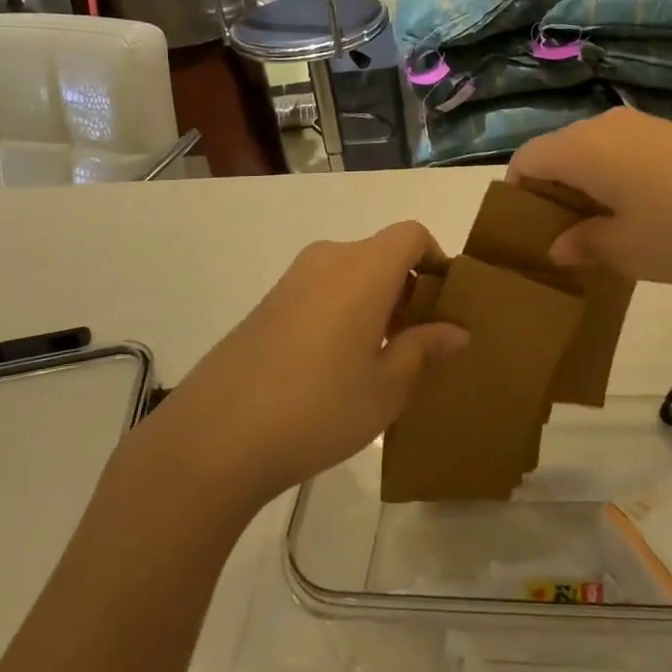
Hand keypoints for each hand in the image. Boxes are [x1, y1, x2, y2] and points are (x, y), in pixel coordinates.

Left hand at [150, 223, 468, 506]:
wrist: (215, 437)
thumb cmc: (319, 407)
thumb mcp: (386, 387)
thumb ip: (423, 349)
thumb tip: (455, 331)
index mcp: (364, 269)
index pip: (411, 235)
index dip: (436, 258)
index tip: (445, 302)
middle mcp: (328, 260)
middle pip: (381, 253)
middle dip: (408, 287)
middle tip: (419, 340)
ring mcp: (292, 280)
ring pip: (351, 273)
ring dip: (375, 301)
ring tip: (381, 358)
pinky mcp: (267, 303)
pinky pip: (322, 290)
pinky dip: (344, 310)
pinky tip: (337, 365)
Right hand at [507, 108, 671, 283]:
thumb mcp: (628, 250)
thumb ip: (584, 245)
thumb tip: (558, 246)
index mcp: (582, 149)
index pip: (525, 161)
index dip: (516, 196)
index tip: (528, 234)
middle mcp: (603, 126)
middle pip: (557, 154)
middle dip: (551, 195)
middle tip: (563, 241)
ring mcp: (640, 126)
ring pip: (590, 153)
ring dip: (585, 189)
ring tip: (601, 232)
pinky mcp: (670, 133)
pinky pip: (621, 153)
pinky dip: (614, 180)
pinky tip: (639, 214)